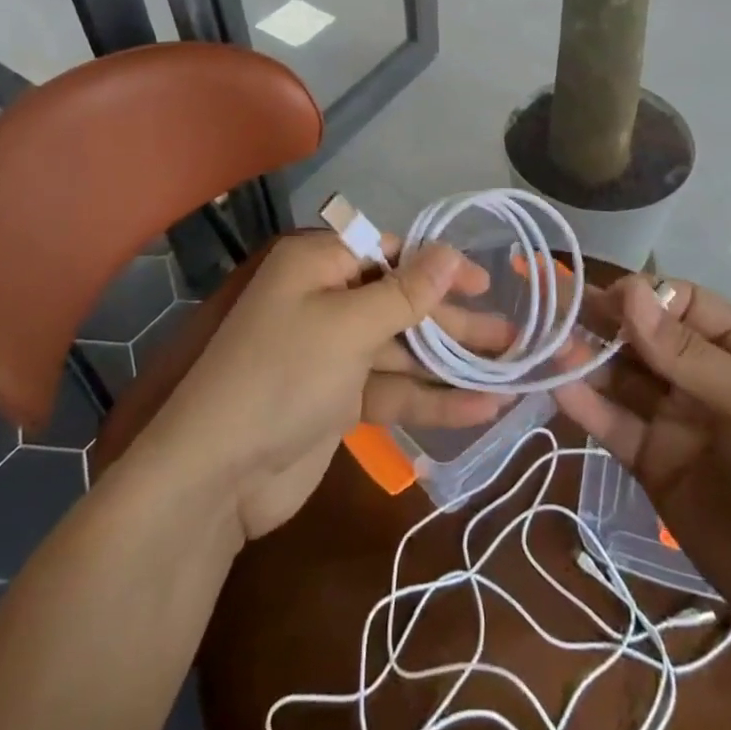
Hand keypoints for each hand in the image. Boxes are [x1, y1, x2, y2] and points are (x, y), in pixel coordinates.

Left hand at [138, 233, 512, 541]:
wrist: (217, 477)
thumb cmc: (282, 376)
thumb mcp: (348, 326)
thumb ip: (406, 293)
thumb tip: (451, 251)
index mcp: (319, 265)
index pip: (389, 252)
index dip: (439, 265)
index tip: (485, 282)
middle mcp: (328, 300)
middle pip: (403, 303)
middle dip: (455, 322)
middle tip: (512, 337)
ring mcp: (335, 353)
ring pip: (404, 349)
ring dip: (453, 363)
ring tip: (513, 371)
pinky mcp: (341, 399)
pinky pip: (393, 388)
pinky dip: (432, 398)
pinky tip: (481, 409)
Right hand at [555, 277, 730, 657]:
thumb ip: (686, 353)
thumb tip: (628, 291)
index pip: (680, 302)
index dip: (642, 295)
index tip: (606, 298)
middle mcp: (702, 377)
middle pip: (642, 336)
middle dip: (602, 320)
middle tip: (550, 307)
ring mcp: (676, 421)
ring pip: (622, 378)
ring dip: (586, 359)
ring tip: (544, 345)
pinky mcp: (654, 464)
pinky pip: (615, 425)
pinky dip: (587, 407)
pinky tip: (558, 388)